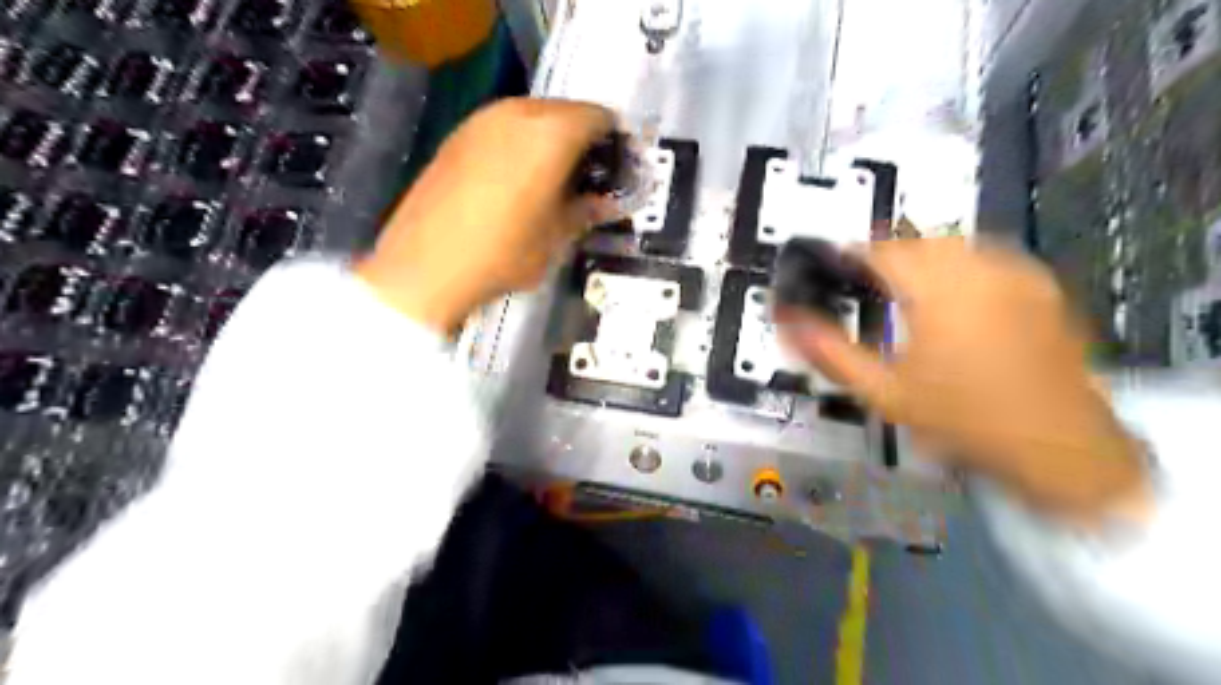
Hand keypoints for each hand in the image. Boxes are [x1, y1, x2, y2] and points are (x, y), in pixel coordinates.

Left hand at [359, 95, 615, 334]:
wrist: (426, 268)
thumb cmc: (503, 254)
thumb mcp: (556, 237)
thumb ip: (586, 211)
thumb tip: (605, 203)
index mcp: (551, 133)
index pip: (600, 117)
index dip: (616, 142)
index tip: (620, 168)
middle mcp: (517, 112)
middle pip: (566, 112)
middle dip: (584, 140)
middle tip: (590, 177)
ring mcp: (481, 120)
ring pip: (532, 118)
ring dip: (551, 142)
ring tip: (555, 180)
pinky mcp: (457, 136)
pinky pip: (503, 129)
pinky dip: (520, 146)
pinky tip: (518, 181)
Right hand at [782, 235, 1156, 525]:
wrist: (1059, 447)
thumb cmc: (964, 420)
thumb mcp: (885, 392)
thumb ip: (831, 352)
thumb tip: (790, 324)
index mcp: (938, 291)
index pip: (883, 248)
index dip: (851, 254)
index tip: (834, 269)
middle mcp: (980, 271)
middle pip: (919, 237)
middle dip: (885, 253)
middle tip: (864, 283)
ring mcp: (1017, 276)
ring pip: (955, 241)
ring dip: (921, 256)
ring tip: (904, 289)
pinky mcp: (1041, 287)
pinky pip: (988, 256)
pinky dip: (959, 265)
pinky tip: (953, 298)